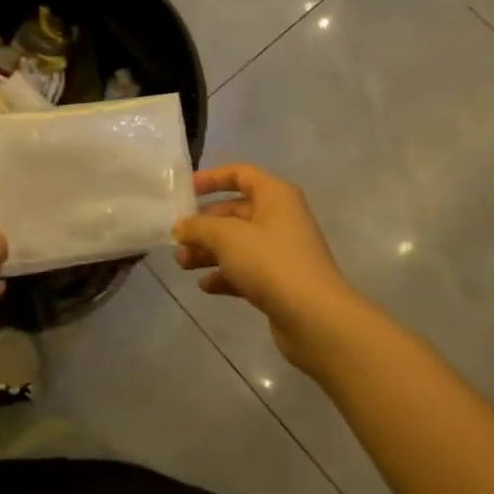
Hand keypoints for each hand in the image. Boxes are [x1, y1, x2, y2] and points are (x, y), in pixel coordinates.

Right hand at [173, 164, 373, 370]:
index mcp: (275, 196)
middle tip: (177, 239)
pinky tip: (205, 286)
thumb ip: (199, 226)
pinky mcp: (280, 281)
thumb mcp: (227, 237)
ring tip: (182, 264)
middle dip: (204, 225)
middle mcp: (280, 218)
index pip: (241, 174)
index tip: (185, 191)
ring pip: (237, 243)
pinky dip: (225, 275)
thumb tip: (181, 226)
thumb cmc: (271, 263)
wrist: (315, 319)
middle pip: (235, 212)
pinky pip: (246, 270)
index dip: (212, 178)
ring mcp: (282, 252)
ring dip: (209, 251)